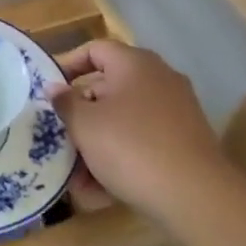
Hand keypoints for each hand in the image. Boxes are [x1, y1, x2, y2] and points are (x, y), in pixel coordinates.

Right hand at [46, 41, 231, 221]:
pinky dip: (121, 159)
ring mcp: (176, 112)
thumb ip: (65, 103)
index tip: (50, 90)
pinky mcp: (184, 143)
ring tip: (75, 176)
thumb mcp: (85, 125)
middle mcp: (159, 80)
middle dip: (81, 116)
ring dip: (97, 144)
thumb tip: (54, 87)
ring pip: (124, 121)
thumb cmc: (130, 147)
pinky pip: (143, 143)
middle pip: (108, 89)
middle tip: (59, 136)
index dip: (68, 65)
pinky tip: (100, 192)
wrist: (195, 195)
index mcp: (135, 64)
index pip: (95, 50)